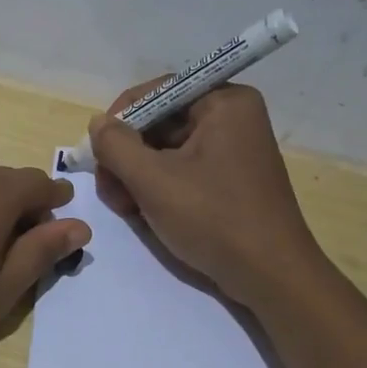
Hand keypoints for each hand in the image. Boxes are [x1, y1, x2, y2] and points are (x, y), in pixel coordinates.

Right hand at [89, 82, 319, 306]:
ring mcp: (233, 149)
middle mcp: (232, 117)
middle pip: (160, 122)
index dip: (121, 119)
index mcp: (224, 102)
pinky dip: (158, 187)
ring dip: (137, 175)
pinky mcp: (230, 179)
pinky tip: (143, 212)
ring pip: (166, 150)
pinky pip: (183, 169)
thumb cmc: (213, 219)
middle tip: (109, 191)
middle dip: (127, 155)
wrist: (269, 276)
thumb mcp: (154, 181)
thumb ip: (116, 146)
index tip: (97, 153)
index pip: (157, 92)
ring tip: (125, 208)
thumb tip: (97, 123)